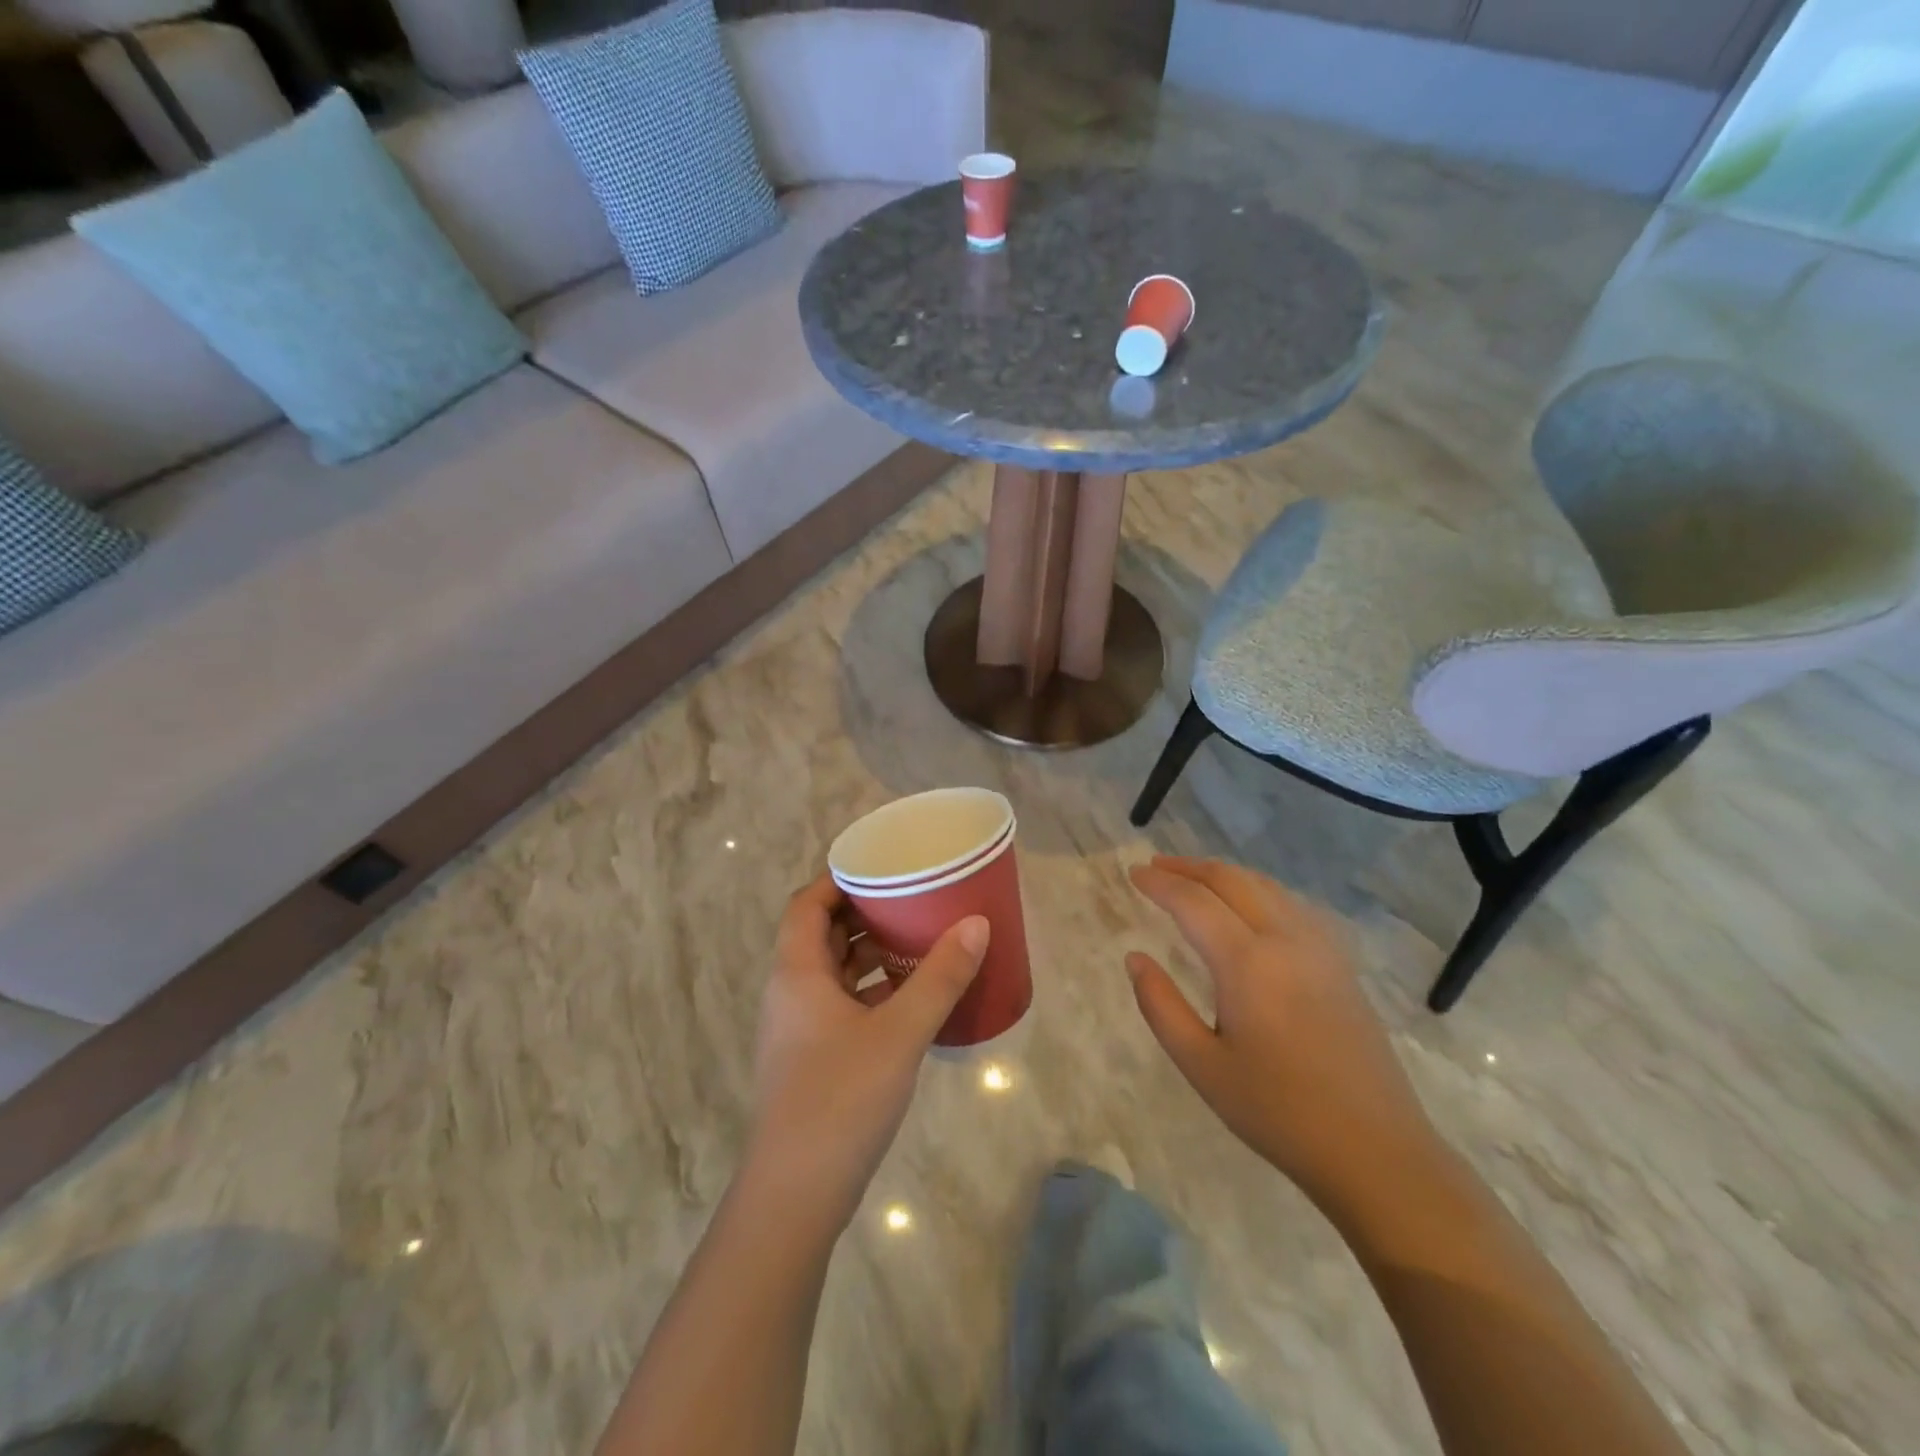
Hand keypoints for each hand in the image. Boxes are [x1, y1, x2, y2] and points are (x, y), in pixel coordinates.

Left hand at [745, 875, 988, 1230]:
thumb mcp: (899, 1032)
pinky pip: (842, 1006)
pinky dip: (871, 992)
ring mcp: (798, 1030)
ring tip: (917, 940)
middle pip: (821, 935)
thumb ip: (939, 977)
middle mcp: (791, 993)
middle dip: (862, 913)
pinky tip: (910, 999)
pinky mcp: (812, 1061)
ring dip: (869, 955)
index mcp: (797, 973)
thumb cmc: (840, 1099)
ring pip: (833, 973)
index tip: (880, 866)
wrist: (795, 1197)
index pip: (806, 904)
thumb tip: (976, 923)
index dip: (837, 879)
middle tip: (910, 898)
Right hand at [1126, 856, 1439, 1207]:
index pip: (1194, 902)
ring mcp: (1320, 948)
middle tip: (1155, 865)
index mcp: (1247, 963)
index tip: (1133, 874)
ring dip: (1224, 874)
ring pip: (1266, 886)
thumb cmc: (1278, 1112)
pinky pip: (1292, 904)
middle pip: (1232, 880)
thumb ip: (1160, 1005)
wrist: (1375, 1150)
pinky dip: (1258, 889)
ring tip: (1193, 878)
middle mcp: (1285, 940)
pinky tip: (1250, 905)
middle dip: (1189, 867)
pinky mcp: (1340, 963)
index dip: (1159, 883)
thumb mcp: (1201, 1066)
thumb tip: (1135, 958)